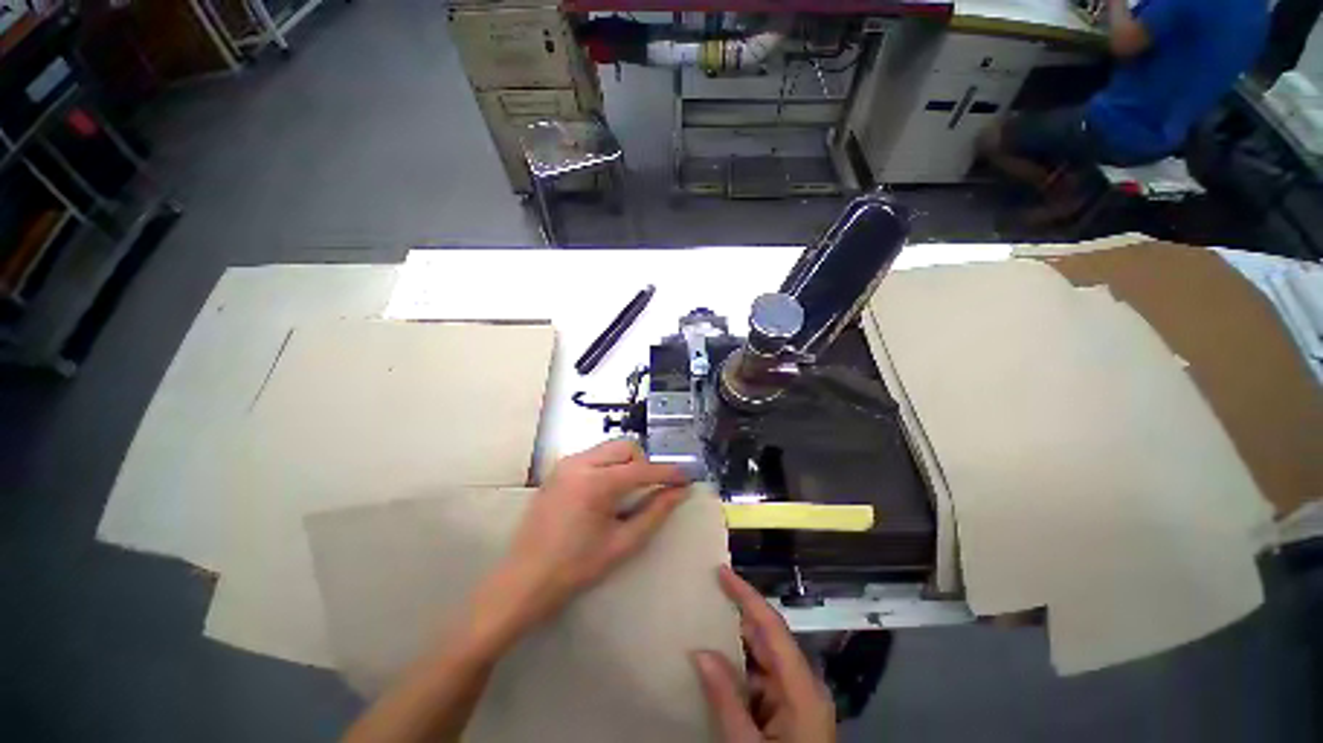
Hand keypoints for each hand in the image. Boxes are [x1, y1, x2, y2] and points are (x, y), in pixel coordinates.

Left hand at [492, 439, 689, 629]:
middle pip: (626, 447)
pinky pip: (594, 456)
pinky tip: (607, 491)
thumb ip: (654, 512)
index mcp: (596, 482)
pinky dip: (609, 466)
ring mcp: (566, 464)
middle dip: (644, 463)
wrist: (523, 580)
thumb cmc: (575, 567)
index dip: (668, 472)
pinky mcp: (558, 470)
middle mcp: (580, 463)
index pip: (642, 469)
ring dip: (627, 463)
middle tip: (653, 488)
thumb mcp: (622, 543)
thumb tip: (680, 492)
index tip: (687, 477)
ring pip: (609, 449)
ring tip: (630, 491)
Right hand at [692, 566, 836, 742]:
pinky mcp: (789, 715)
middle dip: (738, 617)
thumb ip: (726, 699)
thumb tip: (700, 652)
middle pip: (769, 640)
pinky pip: (761, 682)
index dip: (747, 596)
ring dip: (735, 646)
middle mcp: (803, 687)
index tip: (722, 572)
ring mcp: (797, 702)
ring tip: (705, 625)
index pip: (772, 628)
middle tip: (707, 594)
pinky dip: (739, 673)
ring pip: (763, 661)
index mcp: (802, 690)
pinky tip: (716, 669)